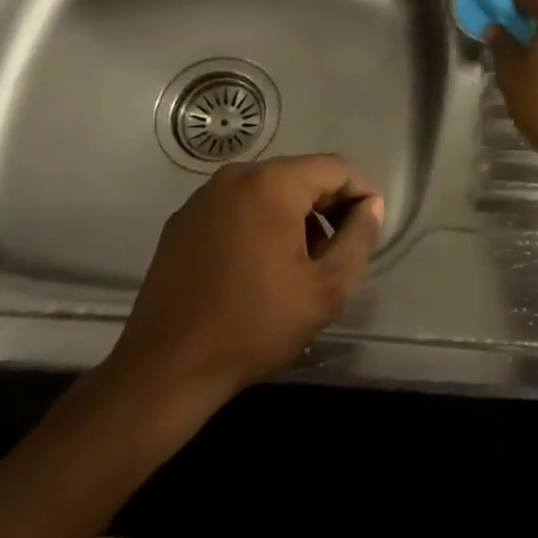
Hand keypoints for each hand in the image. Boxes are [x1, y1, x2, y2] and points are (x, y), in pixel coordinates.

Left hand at [100, 155, 384, 405]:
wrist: (166, 368)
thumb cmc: (254, 325)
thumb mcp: (324, 289)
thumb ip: (358, 239)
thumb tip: (370, 206)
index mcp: (273, 183)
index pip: (335, 169)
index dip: (360, 194)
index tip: (369, 229)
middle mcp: (237, 175)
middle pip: (300, 175)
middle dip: (326, 206)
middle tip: (337, 252)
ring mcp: (204, 196)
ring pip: (268, 190)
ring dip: (293, 216)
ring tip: (300, 263)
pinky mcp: (183, 220)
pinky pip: (237, 206)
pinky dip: (259, 223)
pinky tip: (258, 267)